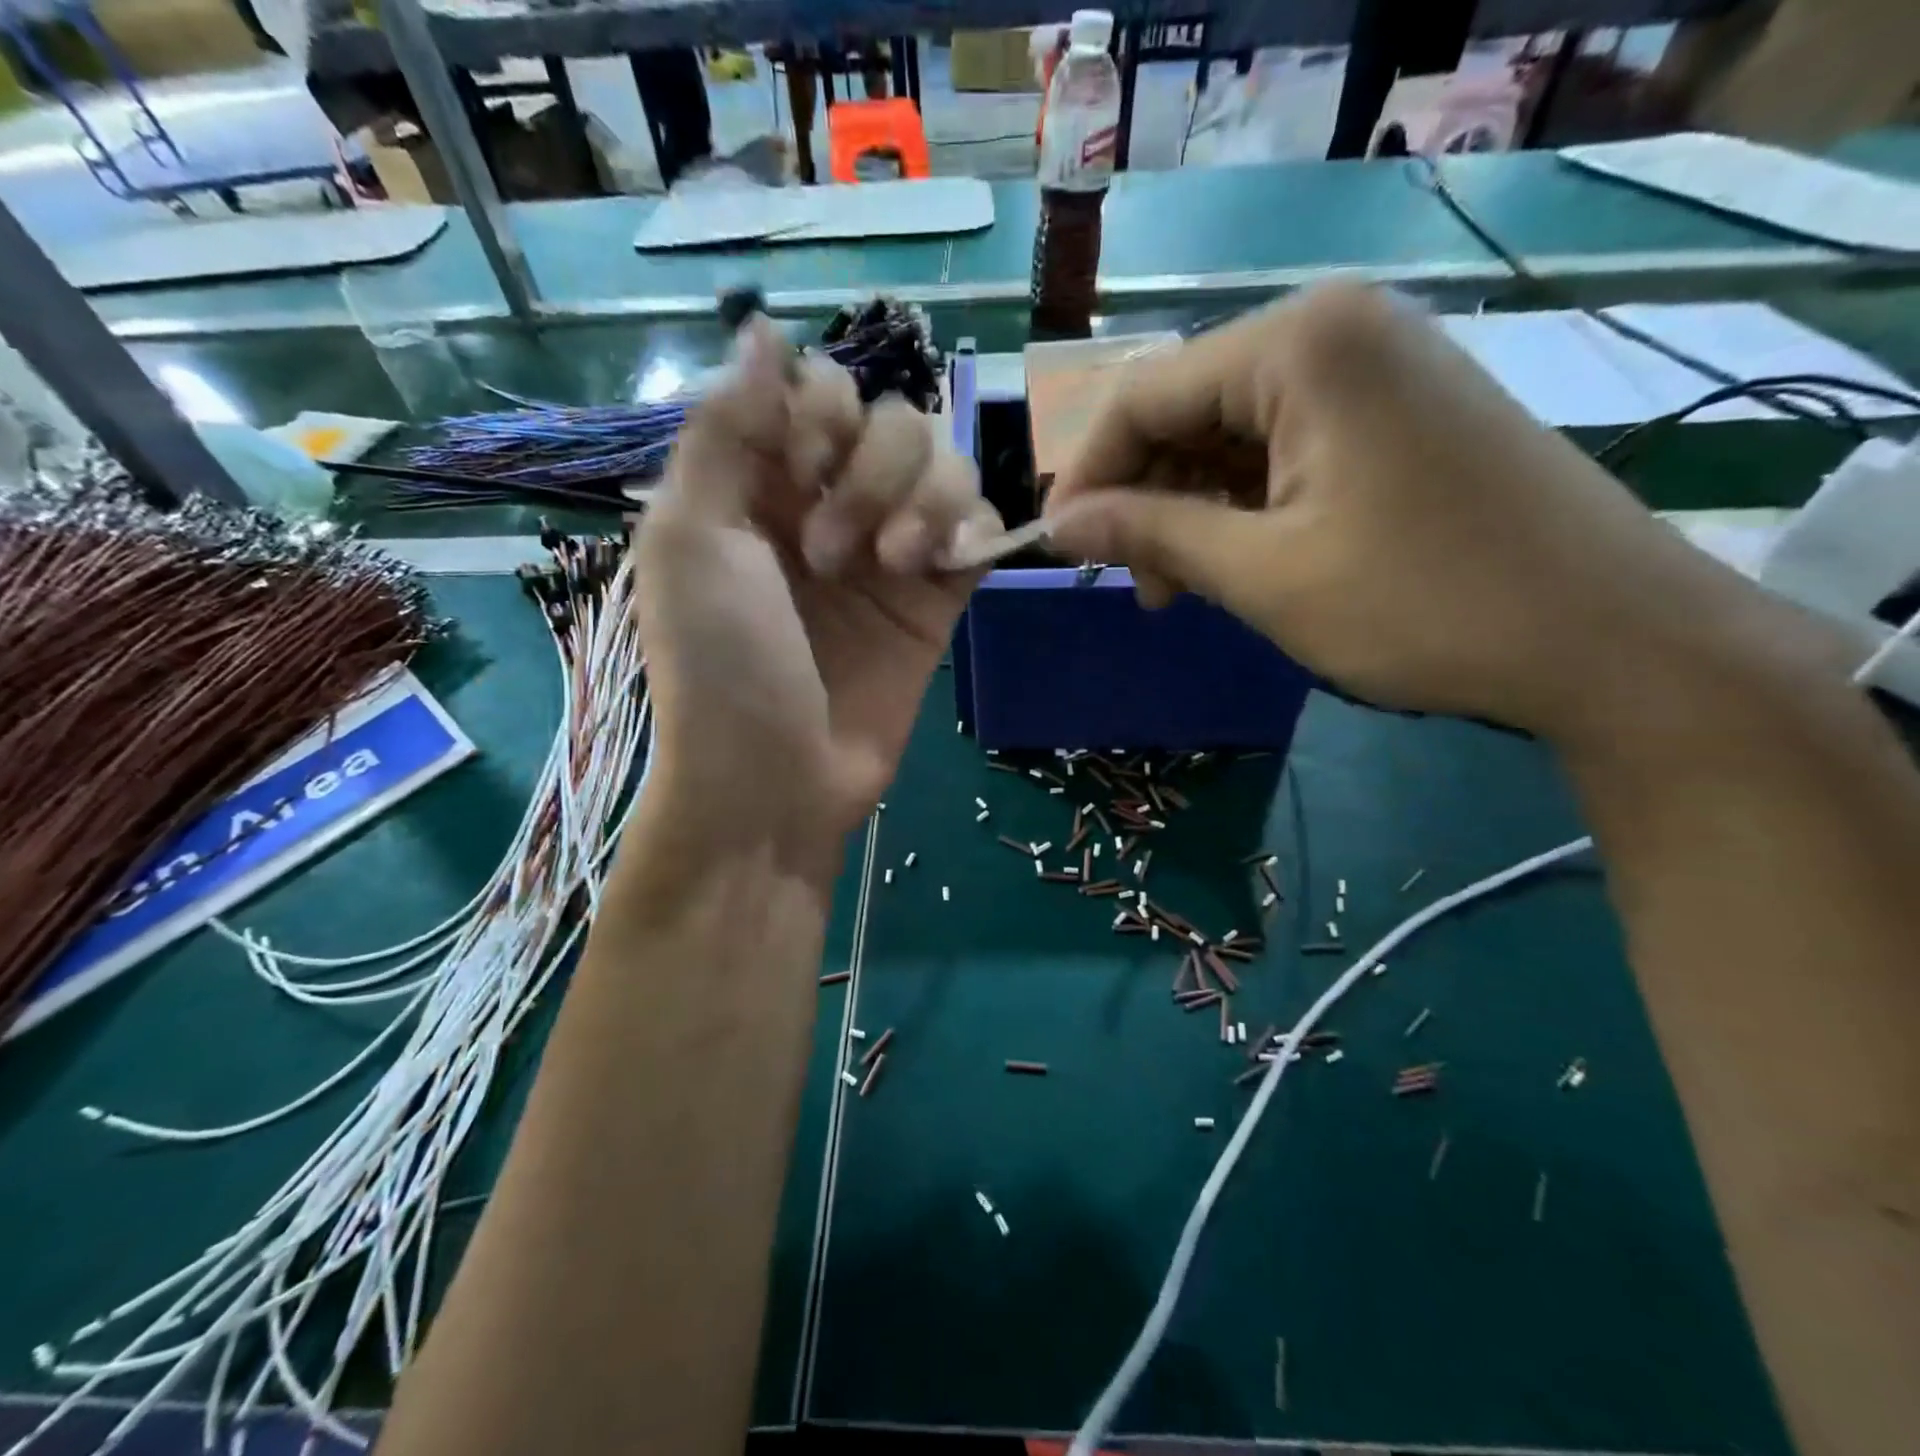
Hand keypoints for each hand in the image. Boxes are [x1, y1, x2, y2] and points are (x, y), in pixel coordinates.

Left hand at [633, 321, 998, 877]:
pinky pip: (980, 526)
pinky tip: (938, 567)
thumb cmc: (721, 664)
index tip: (800, 461)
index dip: (822, 407)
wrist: (776, 781)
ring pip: (944, 463)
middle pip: (890, 417)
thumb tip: (761, 329)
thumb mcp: (692, 539)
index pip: (817, 388)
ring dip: (921, 500)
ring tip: (888, 568)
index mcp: (758, 483)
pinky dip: (970, 528)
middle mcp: (827, 504)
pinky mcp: (938, 597)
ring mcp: (888, 550)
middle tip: (828, 550)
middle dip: (868, 468)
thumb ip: (725, 429)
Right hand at [1041, 283, 1784, 739]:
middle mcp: (1335, 330)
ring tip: (1181, 587)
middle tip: (1134, 584)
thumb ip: (1150, 535)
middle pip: (1187, 409)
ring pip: (1232, 434)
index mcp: (1299, 343)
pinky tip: (1239, 561)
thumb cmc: (1421, 603)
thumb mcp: (1262, 573)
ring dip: (1191, 509)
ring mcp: (1375, 368)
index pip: (1143, 395)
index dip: (1087, 475)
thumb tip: (1058, 524)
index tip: (1057, 548)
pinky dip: (1245, 505)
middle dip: (1145, 497)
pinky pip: (1285, 448)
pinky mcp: (1398, 413)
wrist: (1610, 640)